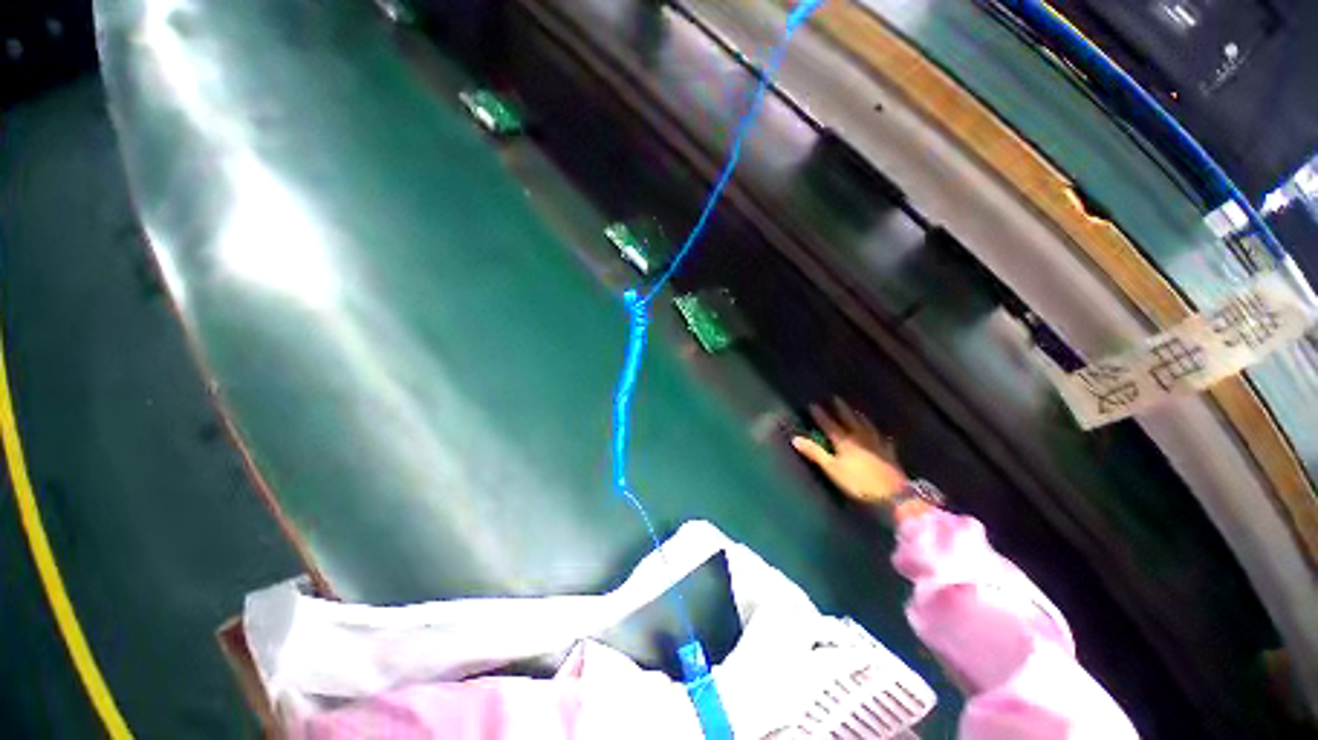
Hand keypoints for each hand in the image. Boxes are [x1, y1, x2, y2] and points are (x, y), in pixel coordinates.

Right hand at [791, 399, 905, 503]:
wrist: (893, 494)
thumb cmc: (858, 482)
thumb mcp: (832, 468)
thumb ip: (815, 453)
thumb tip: (796, 438)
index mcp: (844, 441)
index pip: (829, 425)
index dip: (821, 415)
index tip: (813, 404)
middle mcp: (860, 438)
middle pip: (850, 420)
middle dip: (842, 409)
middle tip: (836, 398)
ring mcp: (877, 445)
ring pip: (867, 426)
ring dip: (860, 417)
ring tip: (857, 411)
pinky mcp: (889, 454)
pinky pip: (885, 441)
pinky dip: (883, 436)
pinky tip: (885, 435)